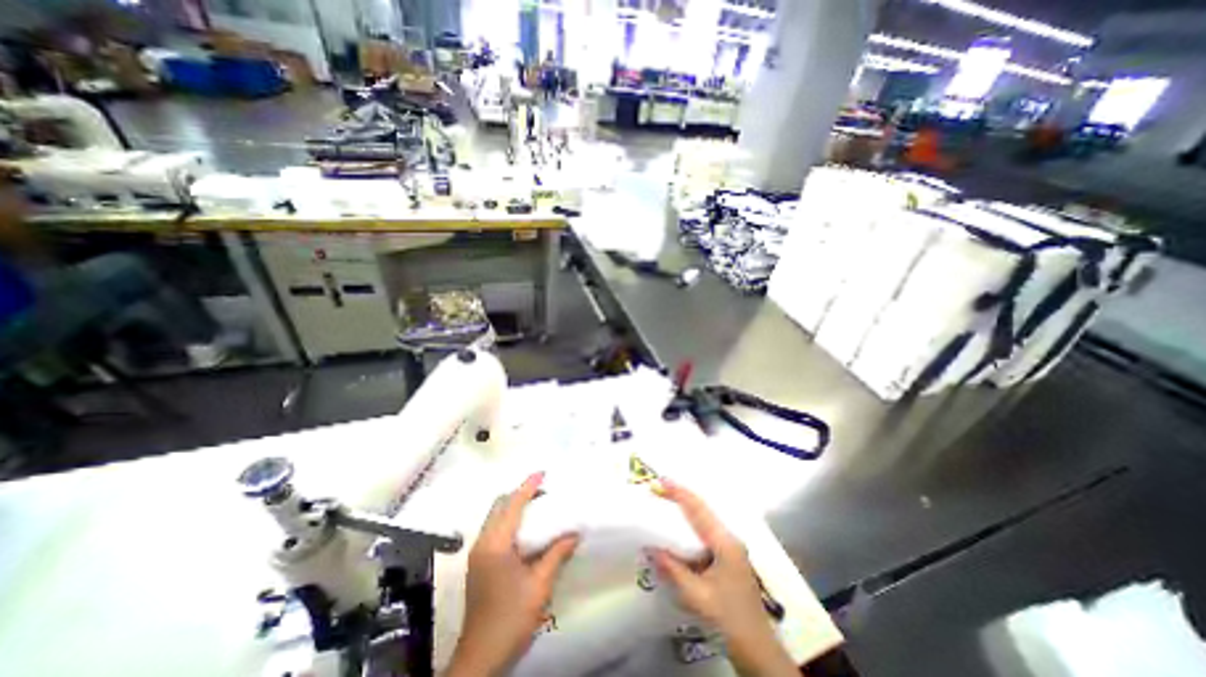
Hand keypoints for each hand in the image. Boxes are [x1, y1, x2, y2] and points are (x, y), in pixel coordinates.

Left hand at [448, 470, 579, 676]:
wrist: (480, 657)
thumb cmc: (511, 618)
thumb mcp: (539, 585)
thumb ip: (556, 554)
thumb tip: (574, 533)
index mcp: (496, 544)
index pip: (512, 505)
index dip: (528, 486)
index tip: (542, 472)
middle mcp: (482, 543)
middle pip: (498, 506)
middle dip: (519, 493)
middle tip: (543, 491)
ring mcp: (477, 553)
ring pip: (494, 517)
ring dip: (514, 506)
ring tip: (537, 506)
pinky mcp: (478, 563)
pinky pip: (494, 529)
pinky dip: (509, 520)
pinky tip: (525, 530)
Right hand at [649, 480, 799, 675]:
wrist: (759, 651)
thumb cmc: (729, 621)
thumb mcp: (697, 597)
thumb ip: (673, 570)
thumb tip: (650, 547)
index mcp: (725, 543)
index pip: (699, 509)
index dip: (679, 493)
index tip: (660, 481)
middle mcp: (729, 540)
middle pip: (702, 510)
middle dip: (680, 497)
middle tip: (658, 489)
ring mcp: (731, 549)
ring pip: (704, 520)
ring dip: (685, 510)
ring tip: (665, 503)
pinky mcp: (728, 559)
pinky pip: (705, 533)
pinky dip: (689, 527)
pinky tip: (678, 531)